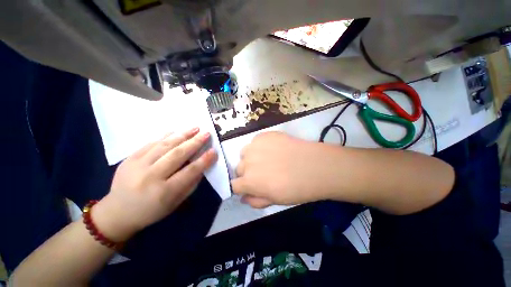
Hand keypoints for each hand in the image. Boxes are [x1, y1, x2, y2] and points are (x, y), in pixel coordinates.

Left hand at [92, 128, 217, 241]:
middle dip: (195, 142)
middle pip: (177, 155)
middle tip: (207, 133)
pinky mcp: (129, 159)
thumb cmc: (151, 211)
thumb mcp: (176, 202)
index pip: (189, 171)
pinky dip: (165, 136)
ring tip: (195, 128)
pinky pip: (151, 143)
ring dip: (182, 135)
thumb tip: (202, 165)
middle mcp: (150, 177)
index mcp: (164, 192)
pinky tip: (176, 131)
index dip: (204, 160)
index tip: (214, 151)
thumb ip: (191, 184)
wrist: (117, 212)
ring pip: (164, 145)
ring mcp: (137, 165)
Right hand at [231, 132, 338, 207]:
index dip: (241, 187)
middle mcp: (247, 162)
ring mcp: (255, 146)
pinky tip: (273, 148)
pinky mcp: (264, 135)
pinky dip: (259, 146)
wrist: (314, 166)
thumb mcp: (274, 201)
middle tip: (261, 173)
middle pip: (239, 168)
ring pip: (244, 153)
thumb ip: (255, 200)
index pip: (234, 185)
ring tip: (266, 158)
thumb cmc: (296, 188)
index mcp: (249, 181)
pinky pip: (255, 141)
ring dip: (250, 157)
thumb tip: (243, 197)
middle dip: (247, 173)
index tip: (249, 186)